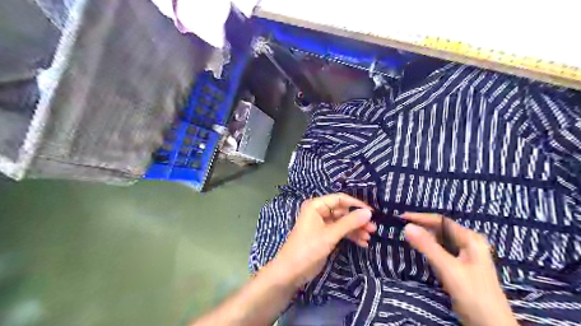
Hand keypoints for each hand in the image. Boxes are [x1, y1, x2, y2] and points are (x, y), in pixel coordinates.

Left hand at [270, 193, 373, 287]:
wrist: (291, 271)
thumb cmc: (308, 249)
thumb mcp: (330, 235)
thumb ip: (349, 223)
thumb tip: (369, 212)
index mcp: (316, 206)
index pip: (339, 199)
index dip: (356, 204)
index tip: (372, 212)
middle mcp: (319, 212)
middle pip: (342, 211)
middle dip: (357, 219)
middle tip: (373, 228)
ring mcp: (322, 224)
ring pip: (343, 222)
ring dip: (355, 229)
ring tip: (369, 237)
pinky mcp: (324, 236)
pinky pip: (340, 231)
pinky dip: (350, 236)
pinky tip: (362, 243)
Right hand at [403, 212, 519, 325]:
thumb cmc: (473, 295)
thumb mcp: (449, 269)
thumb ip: (428, 247)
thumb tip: (407, 227)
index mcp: (470, 239)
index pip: (441, 221)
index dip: (420, 217)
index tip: (401, 218)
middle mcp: (469, 243)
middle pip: (441, 229)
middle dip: (422, 226)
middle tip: (401, 227)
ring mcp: (466, 255)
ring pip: (441, 239)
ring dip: (425, 237)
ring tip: (407, 235)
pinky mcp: (462, 266)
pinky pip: (442, 250)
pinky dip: (430, 247)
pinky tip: (420, 249)